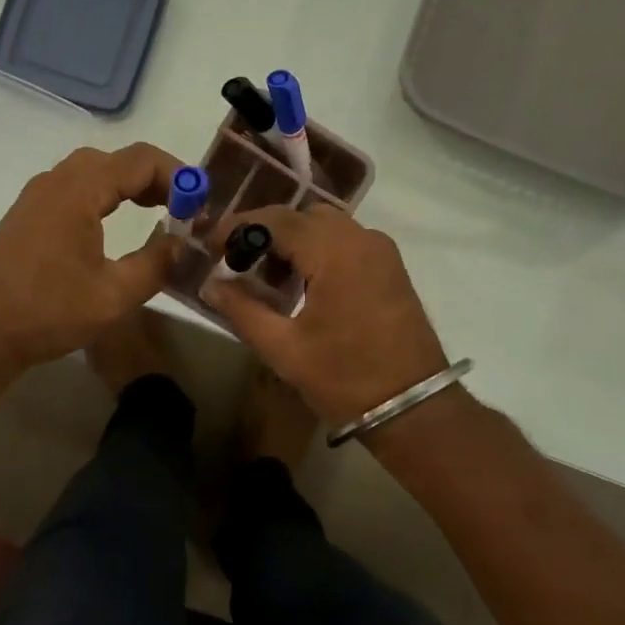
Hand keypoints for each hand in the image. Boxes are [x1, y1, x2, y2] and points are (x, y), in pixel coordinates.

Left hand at [0, 143, 182, 372]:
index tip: (200, 201)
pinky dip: (107, 192)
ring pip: (96, 169)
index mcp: (78, 191)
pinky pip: (78, 184)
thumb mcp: (114, 295)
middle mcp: (57, 180)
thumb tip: (181, 242)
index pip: (140, 160)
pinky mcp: (30, 211)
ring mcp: (39, 194)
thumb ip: (155, 263)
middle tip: (184, 207)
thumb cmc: (47, 312)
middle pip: (118, 158)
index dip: (177, 174)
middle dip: (157, 177)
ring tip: (160, 210)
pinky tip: (118, 219)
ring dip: (131, 183)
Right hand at [204, 205, 448, 424]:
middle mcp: (361, 238)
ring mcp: (381, 250)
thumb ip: (242, 310)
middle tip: (238, 263)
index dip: (239, 227)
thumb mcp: (284, 348)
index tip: (211, 244)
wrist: (414, 407)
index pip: (276, 220)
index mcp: (335, 252)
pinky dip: (319, 250)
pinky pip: (346, 241)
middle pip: (301, 217)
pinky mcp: (390, 266)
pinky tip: (302, 283)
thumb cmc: (345, 378)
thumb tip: (211, 284)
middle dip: (266, 233)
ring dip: (293, 241)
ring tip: (267, 277)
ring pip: (325, 226)